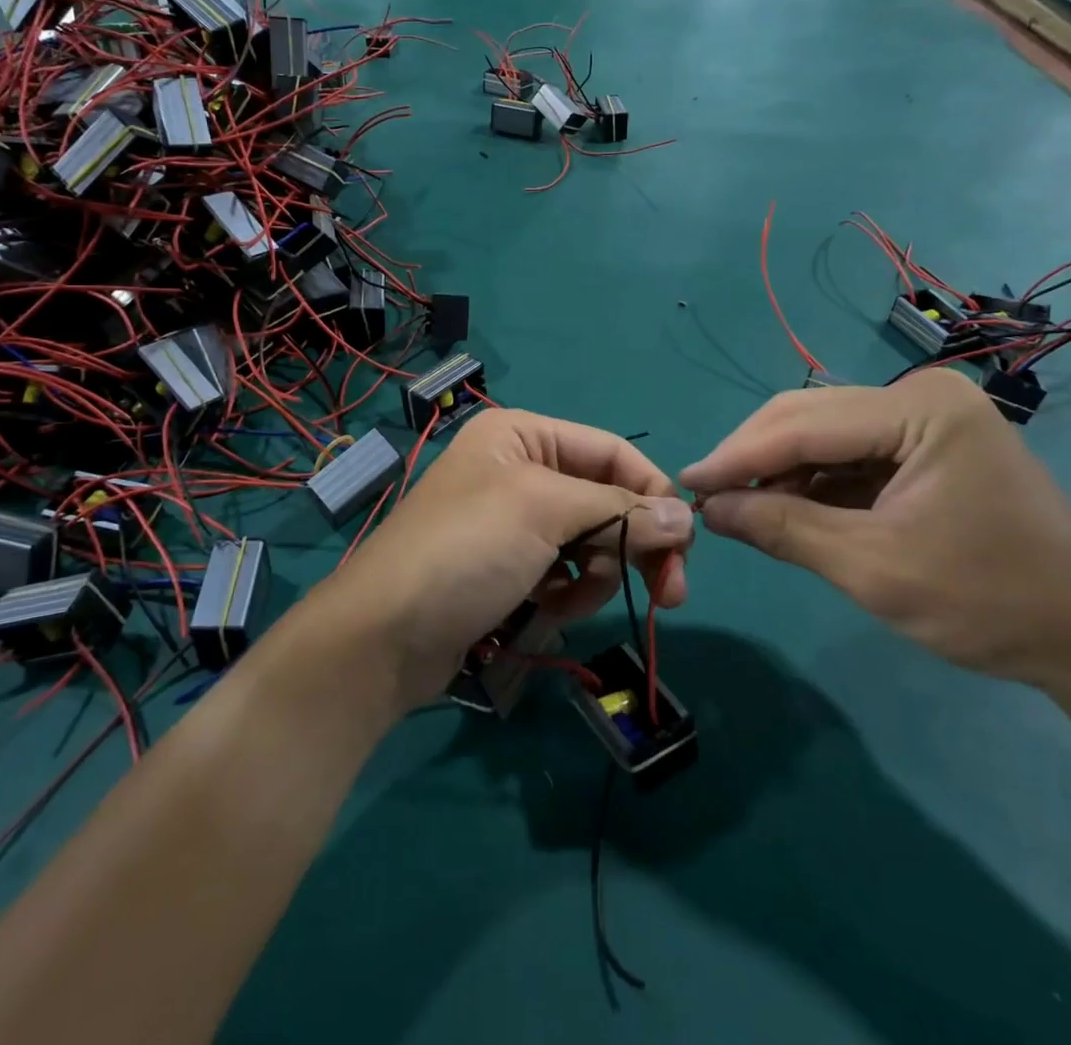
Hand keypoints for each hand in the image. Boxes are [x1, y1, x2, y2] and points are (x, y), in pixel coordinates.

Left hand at [321, 409, 694, 705]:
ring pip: (589, 540)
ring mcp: (511, 522)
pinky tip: (548, 609)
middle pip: (604, 498)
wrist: (383, 636)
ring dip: (595, 573)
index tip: (686, 542)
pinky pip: (563, 571)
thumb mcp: (544, 512)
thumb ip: (620, 510)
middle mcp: (518, 469)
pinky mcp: (507, 567)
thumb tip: (686, 516)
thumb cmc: (466, 550)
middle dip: (633, 543)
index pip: (611, 451)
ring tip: (570, 600)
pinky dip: (567, 592)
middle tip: (671, 593)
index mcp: (522, 434)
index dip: (651, 492)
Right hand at [680, 370, 1070, 688]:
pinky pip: (851, 452)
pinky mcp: (927, 444)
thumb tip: (709, 508)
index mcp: (921, 409)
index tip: (684, 481)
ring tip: (738, 505)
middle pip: (810, 416)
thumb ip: (784, 528)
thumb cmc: (990, 602)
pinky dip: (813, 479)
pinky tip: (785, 505)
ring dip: (780, 468)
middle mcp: (921, 395)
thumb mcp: (873, 569)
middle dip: (754, 455)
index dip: (738, 454)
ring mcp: (927, 417)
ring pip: (825, 432)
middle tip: (705, 494)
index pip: (805, 425)